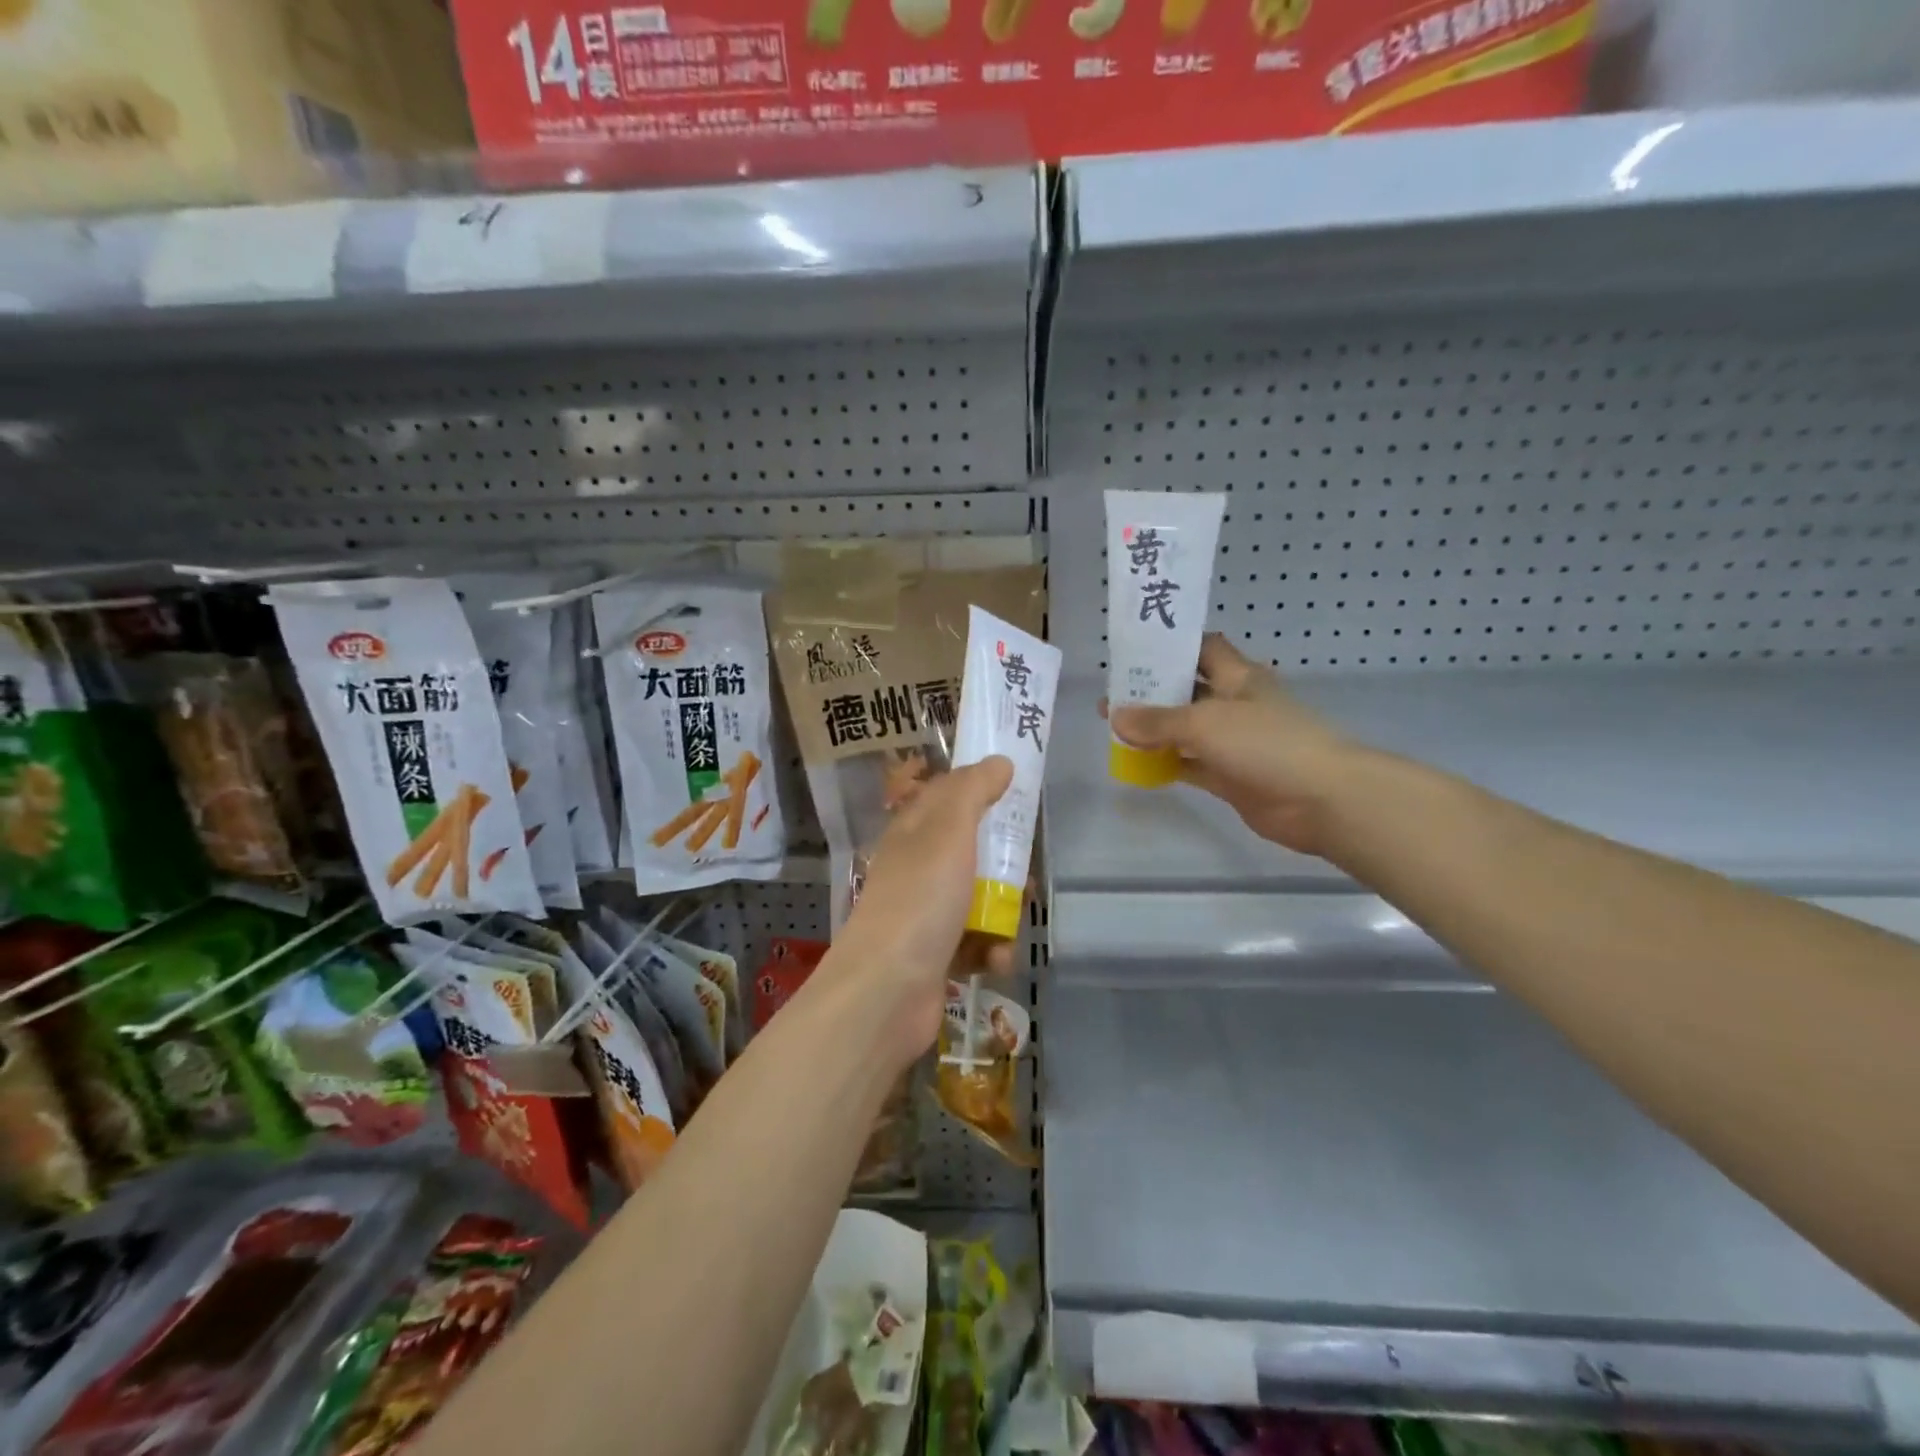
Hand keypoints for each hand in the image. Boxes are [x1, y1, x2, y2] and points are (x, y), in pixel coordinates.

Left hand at [830, 757, 1016, 1067]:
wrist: (886, 991)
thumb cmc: (919, 900)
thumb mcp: (947, 831)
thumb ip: (973, 791)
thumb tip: (999, 761)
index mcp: (914, 831)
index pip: (950, 795)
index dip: (984, 790)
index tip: (1020, 794)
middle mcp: (917, 868)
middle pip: (972, 851)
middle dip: (1004, 866)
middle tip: (1024, 876)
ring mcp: (925, 913)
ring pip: (979, 899)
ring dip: (1003, 913)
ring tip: (1012, 925)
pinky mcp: (936, 955)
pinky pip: (976, 942)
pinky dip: (991, 950)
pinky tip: (997, 960)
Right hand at [1107, 635, 1357, 857]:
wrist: (1321, 799)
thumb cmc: (1266, 743)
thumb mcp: (1205, 723)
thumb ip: (1158, 721)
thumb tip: (1116, 717)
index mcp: (1238, 677)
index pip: (1202, 648)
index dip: (1172, 645)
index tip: (1135, 649)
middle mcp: (1235, 704)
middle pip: (1188, 690)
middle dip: (1152, 691)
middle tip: (1110, 694)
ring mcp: (1234, 742)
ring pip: (1187, 730)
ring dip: (1156, 730)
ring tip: (1113, 728)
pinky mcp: (1231, 776)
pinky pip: (1191, 765)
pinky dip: (1168, 764)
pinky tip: (1137, 765)